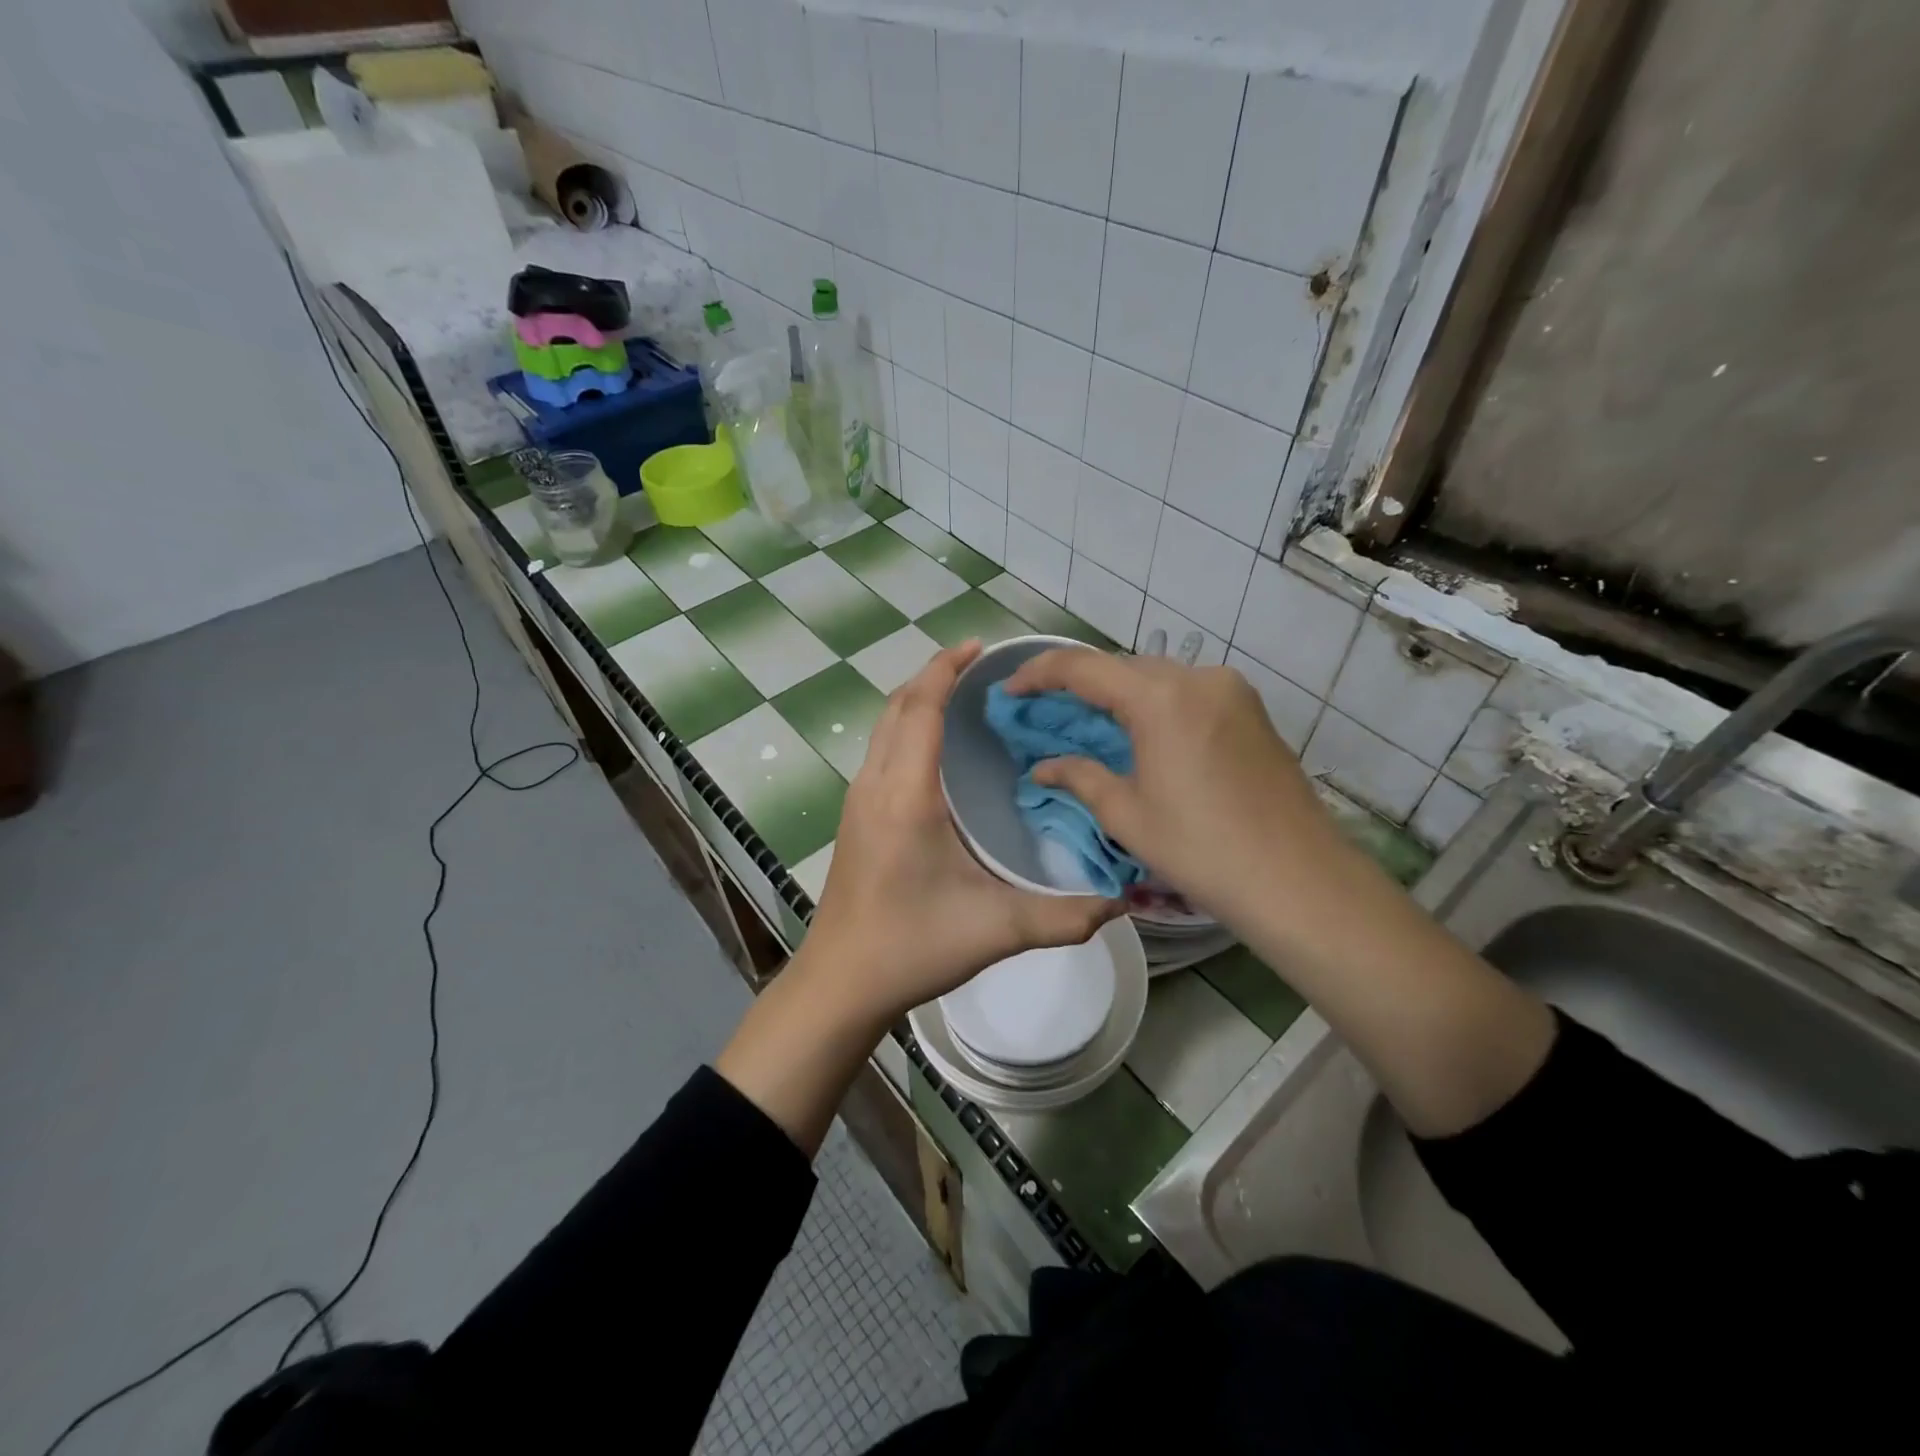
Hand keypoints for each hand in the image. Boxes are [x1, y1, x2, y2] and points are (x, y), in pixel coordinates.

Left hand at [804, 641, 1120, 1023]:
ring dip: (917, 700)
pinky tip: (937, 751)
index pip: (920, 708)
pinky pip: (881, 751)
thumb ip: (1064, 916)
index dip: (946, 669)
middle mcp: (875, 785)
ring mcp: (858, 801)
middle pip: (897, 706)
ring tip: (962, 698)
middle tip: (981, 668)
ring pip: (884, 727)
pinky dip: (906, 728)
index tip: (979, 647)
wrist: (841, 982)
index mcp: (906, 795)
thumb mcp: (996, 930)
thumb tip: (1124, 901)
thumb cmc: (911, 947)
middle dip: (933, 675)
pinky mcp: (855, 818)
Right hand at [1002, 649, 1337, 919]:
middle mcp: (1198, 678)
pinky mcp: (1250, 710)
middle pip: (1121, 667)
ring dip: (1116, 694)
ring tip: (1086, 724)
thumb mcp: (1127, 815)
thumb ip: (1079, 777)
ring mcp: (1231, 690)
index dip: (1038, 674)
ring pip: (1156, 677)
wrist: (1299, 880)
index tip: (1009, 691)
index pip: (1082, 667)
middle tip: (1043, 712)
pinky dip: (1153, 705)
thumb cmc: (1202, 850)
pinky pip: (1187, 693)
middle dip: (1077, 684)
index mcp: (1160, 698)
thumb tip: (1042, 766)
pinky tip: (1138, 734)